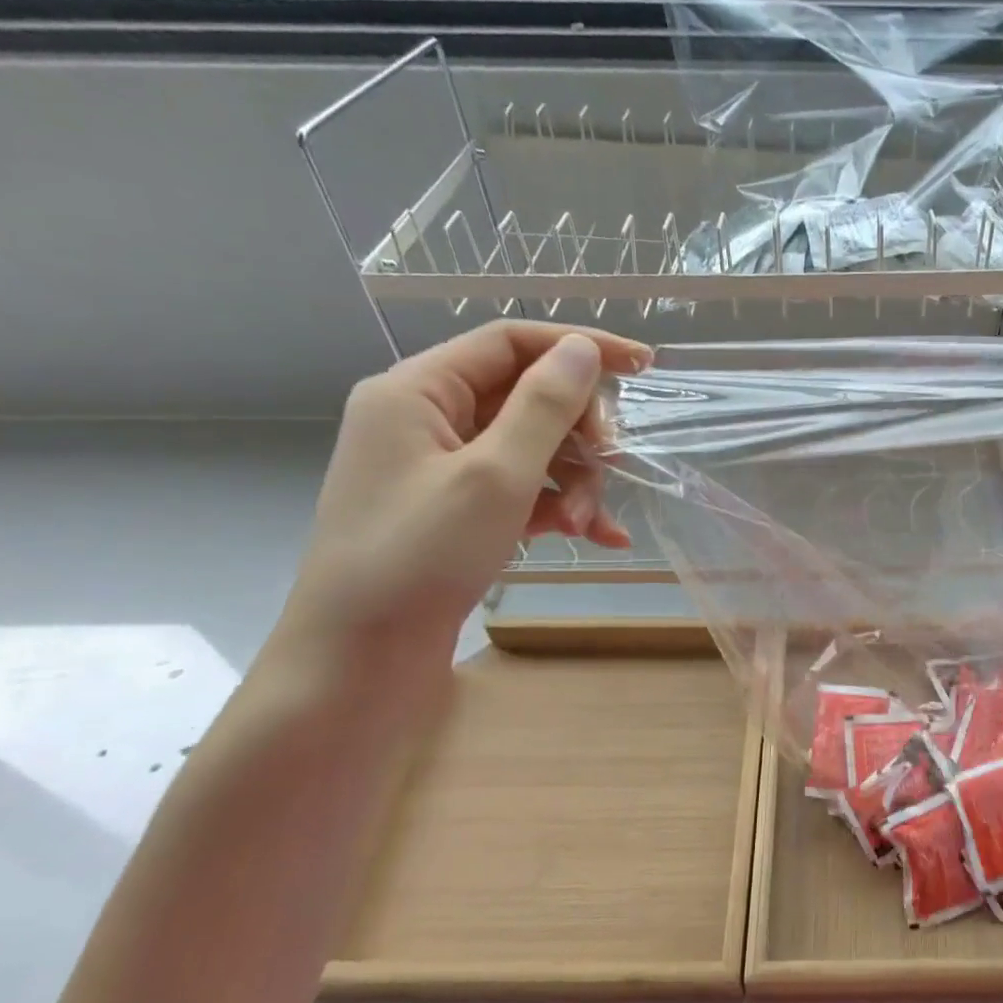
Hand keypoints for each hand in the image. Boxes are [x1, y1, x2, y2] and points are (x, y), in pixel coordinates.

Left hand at [279, 321, 651, 669]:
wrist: (359, 659)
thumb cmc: (419, 557)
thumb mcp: (495, 476)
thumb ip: (544, 407)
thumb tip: (582, 349)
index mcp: (417, 391)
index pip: (510, 343)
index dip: (579, 347)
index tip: (643, 367)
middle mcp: (426, 420)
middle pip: (527, 398)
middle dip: (578, 436)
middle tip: (613, 466)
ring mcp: (441, 469)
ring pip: (532, 448)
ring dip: (573, 481)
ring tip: (588, 526)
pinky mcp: (456, 511)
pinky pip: (521, 489)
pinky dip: (558, 507)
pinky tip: (598, 537)